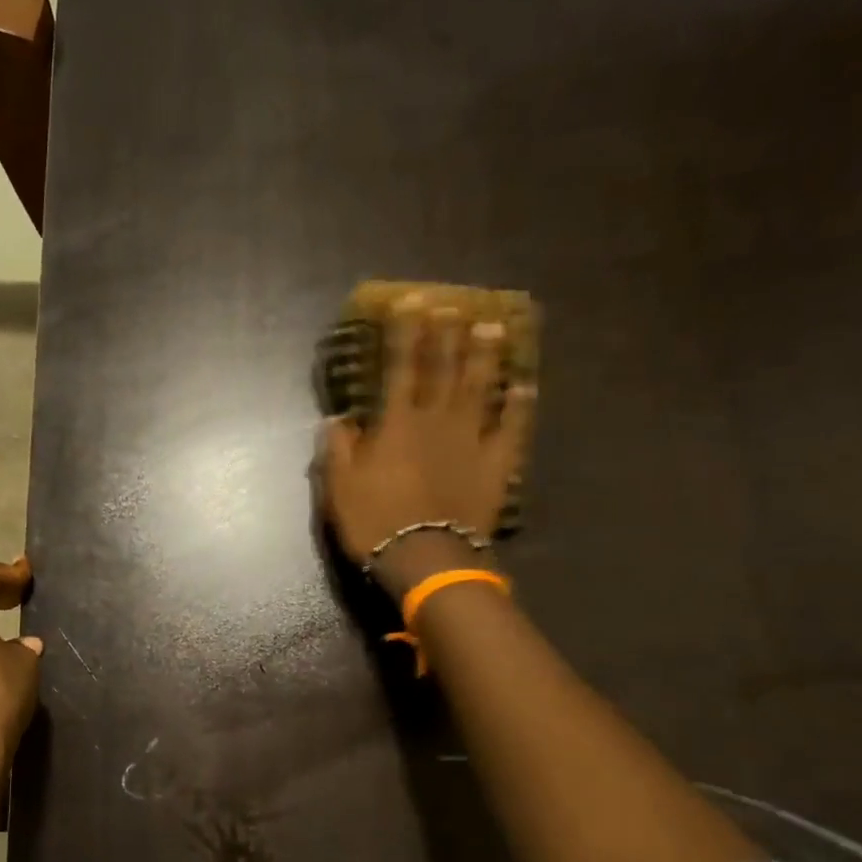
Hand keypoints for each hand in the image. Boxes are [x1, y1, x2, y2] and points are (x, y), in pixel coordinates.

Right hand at [319, 293, 534, 596]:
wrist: (426, 558)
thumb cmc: (375, 522)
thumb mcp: (339, 488)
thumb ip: (338, 449)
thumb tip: (336, 419)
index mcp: (396, 424)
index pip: (399, 368)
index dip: (404, 333)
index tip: (411, 303)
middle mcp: (436, 421)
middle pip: (443, 370)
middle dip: (446, 335)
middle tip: (453, 306)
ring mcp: (471, 440)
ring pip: (479, 389)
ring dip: (484, 357)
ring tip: (492, 328)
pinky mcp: (496, 464)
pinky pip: (512, 429)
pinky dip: (519, 406)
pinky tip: (525, 385)